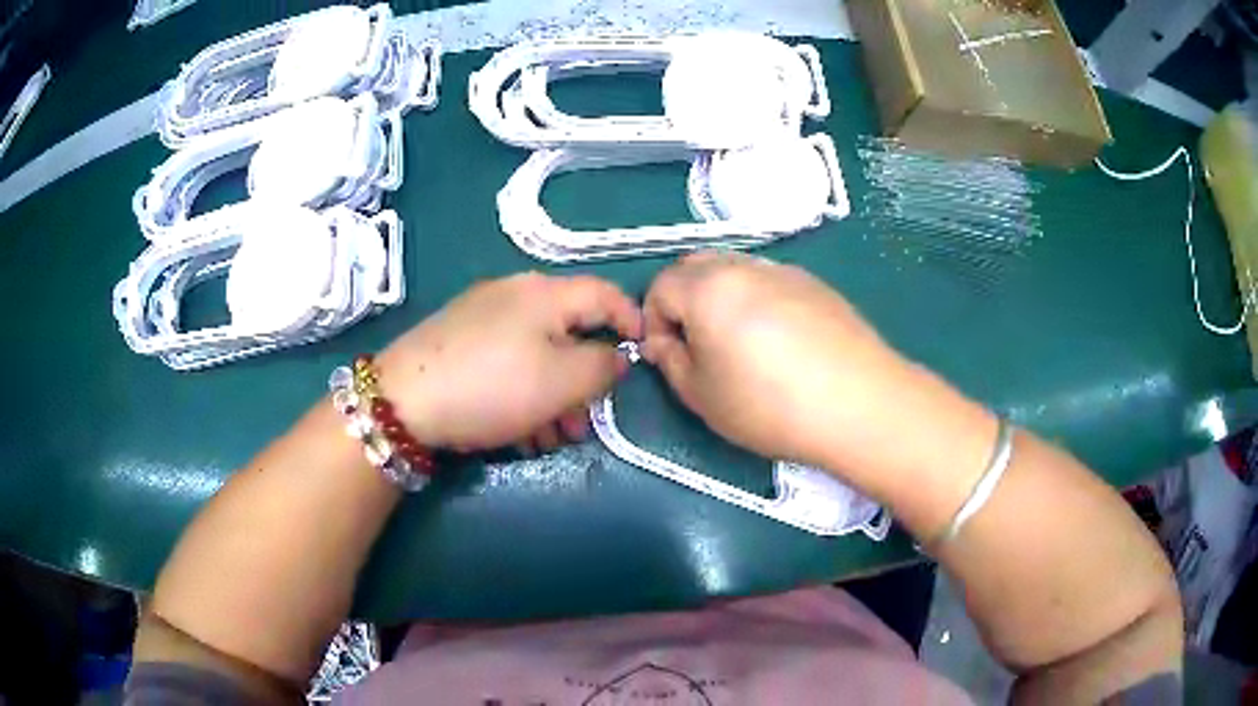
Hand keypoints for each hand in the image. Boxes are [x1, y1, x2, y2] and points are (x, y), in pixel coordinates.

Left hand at [378, 273, 641, 452]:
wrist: (402, 401)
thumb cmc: (493, 386)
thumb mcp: (562, 380)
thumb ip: (602, 366)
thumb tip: (616, 356)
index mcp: (544, 293)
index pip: (605, 293)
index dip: (631, 321)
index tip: (643, 354)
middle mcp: (513, 295)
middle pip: (568, 332)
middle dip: (583, 382)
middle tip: (584, 423)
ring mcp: (481, 317)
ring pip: (536, 354)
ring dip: (553, 398)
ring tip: (550, 439)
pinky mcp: (458, 342)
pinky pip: (506, 363)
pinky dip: (522, 394)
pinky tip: (517, 432)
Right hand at [641, 252, 920, 471]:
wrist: (860, 403)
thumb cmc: (770, 405)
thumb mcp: (702, 396)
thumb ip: (670, 361)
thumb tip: (663, 341)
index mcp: (708, 287)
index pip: (660, 286)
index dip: (652, 321)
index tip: (670, 356)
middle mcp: (744, 266)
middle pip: (695, 266)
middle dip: (683, 300)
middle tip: (698, 346)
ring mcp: (785, 271)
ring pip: (734, 270)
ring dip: (720, 297)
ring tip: (740, 345)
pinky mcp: (817, 284)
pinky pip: (770, 282)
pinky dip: (757, 300)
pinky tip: (780, 343)